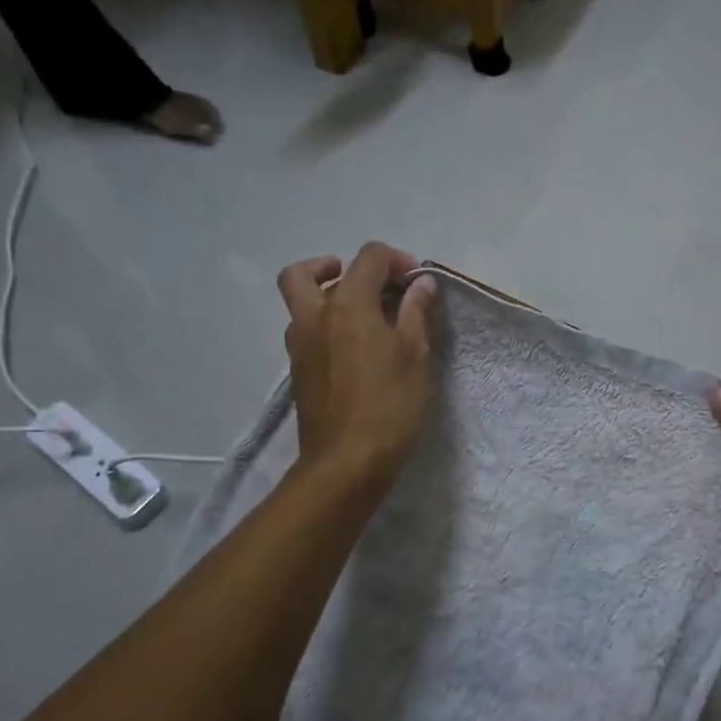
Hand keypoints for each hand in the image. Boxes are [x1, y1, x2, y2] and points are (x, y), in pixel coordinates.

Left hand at [277, 243, 436, 488]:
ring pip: (300, 305)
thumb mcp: (416, 355)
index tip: (417, 282)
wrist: (346, 462)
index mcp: (348, 305)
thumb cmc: (389, 404)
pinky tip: (354, 352)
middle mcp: (314, 317)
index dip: (395, 259)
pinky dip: (325, 328)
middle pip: (303, 273)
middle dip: (332, 267)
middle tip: (363, 283)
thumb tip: (422, 283)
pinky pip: (306, 334)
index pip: (367, 258)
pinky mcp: (298, 373)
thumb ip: (416, 313)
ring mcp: (300, 347)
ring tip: (362, 319)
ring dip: (326, 298)